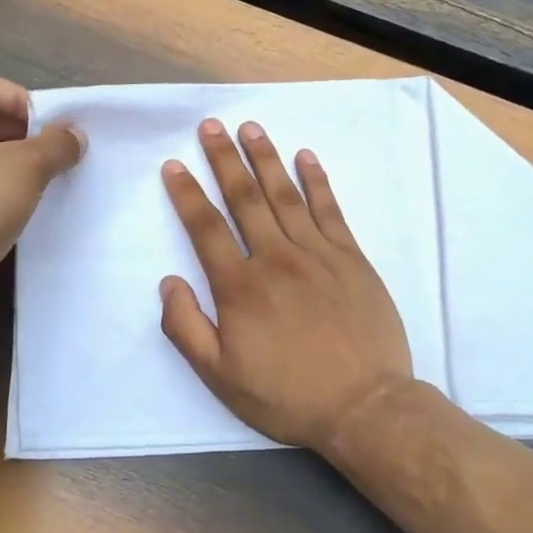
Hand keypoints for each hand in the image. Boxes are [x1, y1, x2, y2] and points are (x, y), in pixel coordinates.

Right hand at [159, 118, 412, 453]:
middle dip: (224, 159)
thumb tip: (168, 281)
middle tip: (211, 126)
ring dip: (266, 158)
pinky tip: (306, 157)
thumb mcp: (220, 377)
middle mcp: (276, 259)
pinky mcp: (351, 259)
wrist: (363, 406)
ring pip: (286, 196)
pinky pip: (330, 210)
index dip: (187, 194)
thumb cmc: (287, 396)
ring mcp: (318, 255)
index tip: (174, 165)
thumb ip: (186, 328)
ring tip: (250, 128)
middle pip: (245, 199)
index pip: (206, 228)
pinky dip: (317, 181)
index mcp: (240, 288)